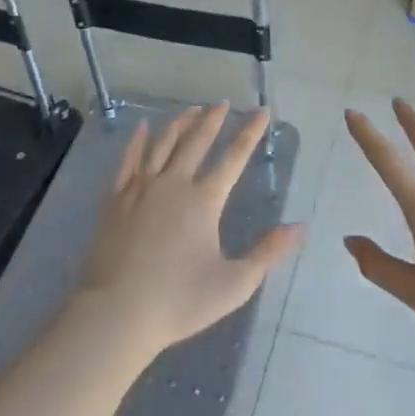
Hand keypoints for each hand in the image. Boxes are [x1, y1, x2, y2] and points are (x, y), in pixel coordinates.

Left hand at [78, 105, 301, 357]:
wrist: (116, 312)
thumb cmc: (179, 301)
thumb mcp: (235, 284)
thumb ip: (268, 252)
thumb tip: (299, 226)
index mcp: (204, 200)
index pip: (233, 158)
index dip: (250, 133)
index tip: (262, 112)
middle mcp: (173, 184)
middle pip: (196, 142)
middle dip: (213, 120)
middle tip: (223, 103)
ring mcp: (141, 188)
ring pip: (163, 144)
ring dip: (180, 124)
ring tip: (191, 109)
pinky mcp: (115, 199)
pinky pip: (129, 160)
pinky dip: (138, 141)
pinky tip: (142, 129)